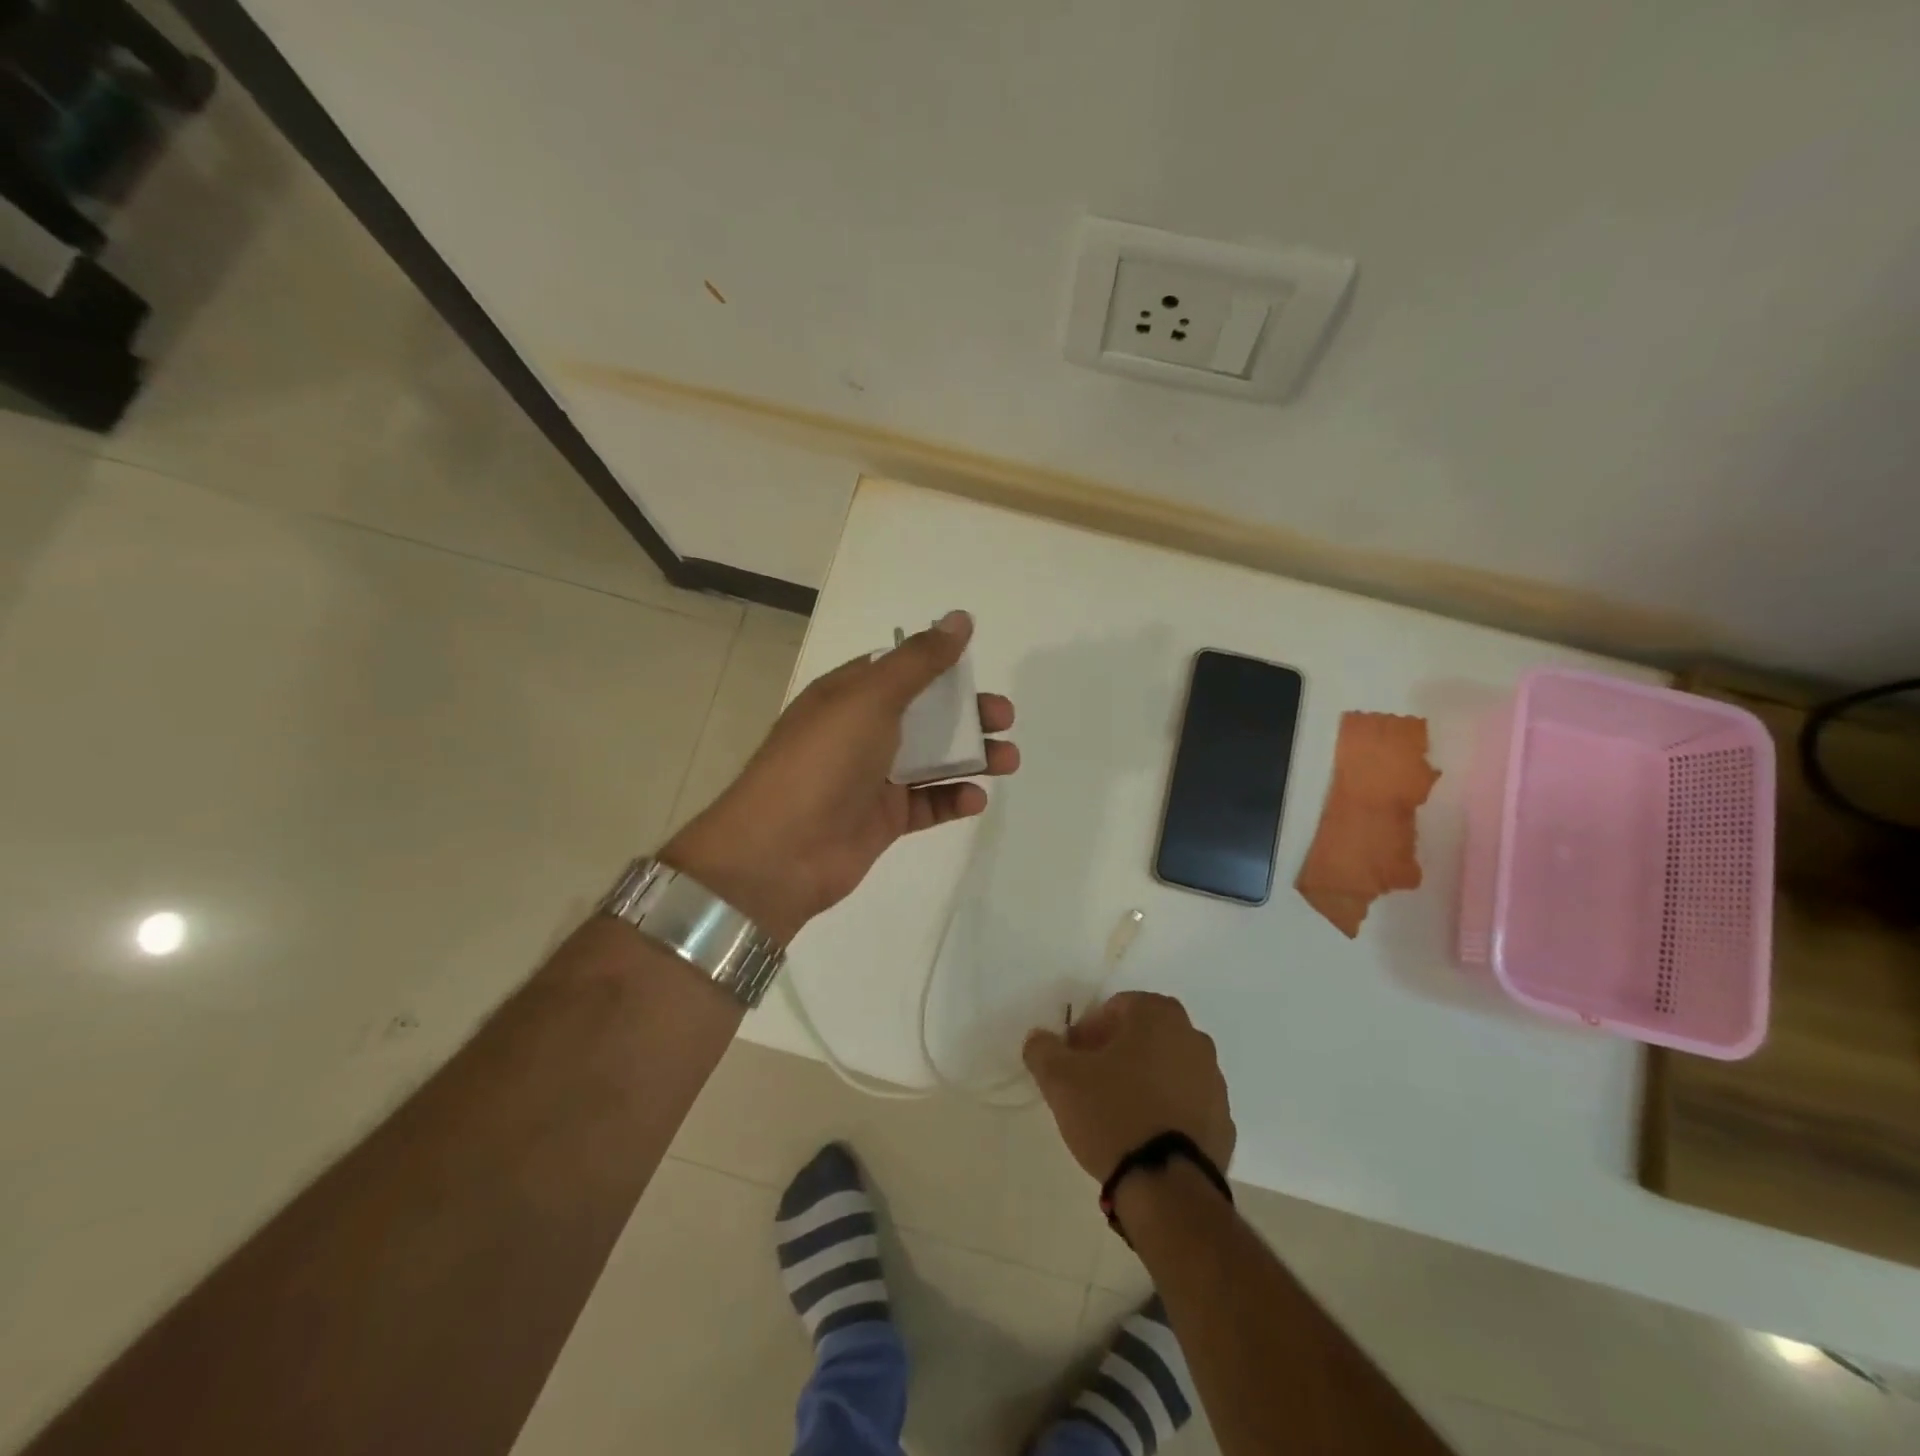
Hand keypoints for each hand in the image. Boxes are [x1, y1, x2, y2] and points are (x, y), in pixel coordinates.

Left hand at [661, 610, 1017, 943]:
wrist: (780, 852)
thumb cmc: (823, 762)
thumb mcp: (871, 698)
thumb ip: (919, 660)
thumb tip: (960, 617)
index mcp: (847, 696)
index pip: (898, 671)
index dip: (938, 667)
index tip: (975, 670)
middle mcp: (859, 733)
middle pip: (924, 715)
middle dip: (967, 714)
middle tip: (1004, 718)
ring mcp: (871, 778)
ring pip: (932, 760)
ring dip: (972, 756)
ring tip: (1009, 759)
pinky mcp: (883, 820)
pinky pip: (927, 803)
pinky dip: (953, 798)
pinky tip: (975, 798)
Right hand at [1023, 992, 1234, 1182]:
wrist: (1167, 1187)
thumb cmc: (1112, 1114)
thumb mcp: (1061, 1079)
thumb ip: (1043, 1049)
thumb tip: (1039, 1039)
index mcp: (1159, 1016)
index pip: (1115, 1008)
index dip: (1087, 1032)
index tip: (1071, 1061)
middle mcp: (1193, 1038)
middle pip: (1143, 1036)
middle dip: (1115, 1053)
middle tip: (1088, 1083)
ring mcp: (1215, 1082)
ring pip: (1166, 1069)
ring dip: (1142, 1081)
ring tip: (1114, 1114)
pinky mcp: (1224, 1123)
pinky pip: (1185, 1105)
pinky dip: (1165, 1111)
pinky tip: (1142, 1136)